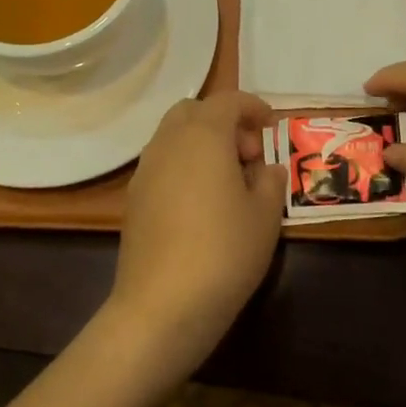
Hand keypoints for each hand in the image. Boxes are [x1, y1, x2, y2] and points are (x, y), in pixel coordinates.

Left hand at [105, 91, 285, 383]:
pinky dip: (184, 166)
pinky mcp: (133, 200)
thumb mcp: (265, 215)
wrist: (163, 306)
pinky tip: (202, 204)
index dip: (253, 107)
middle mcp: (168, 143)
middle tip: (248, 155)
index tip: (272, 126)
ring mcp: (145, 171)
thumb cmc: (225, 251)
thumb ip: (269, 181)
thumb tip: (265, 169)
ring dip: (202, 143)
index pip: (228, 101)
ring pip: (173, 136)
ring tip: (228, 181)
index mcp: (203, 136)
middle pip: (193, 111)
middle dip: (223, 121)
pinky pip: (162, 164)